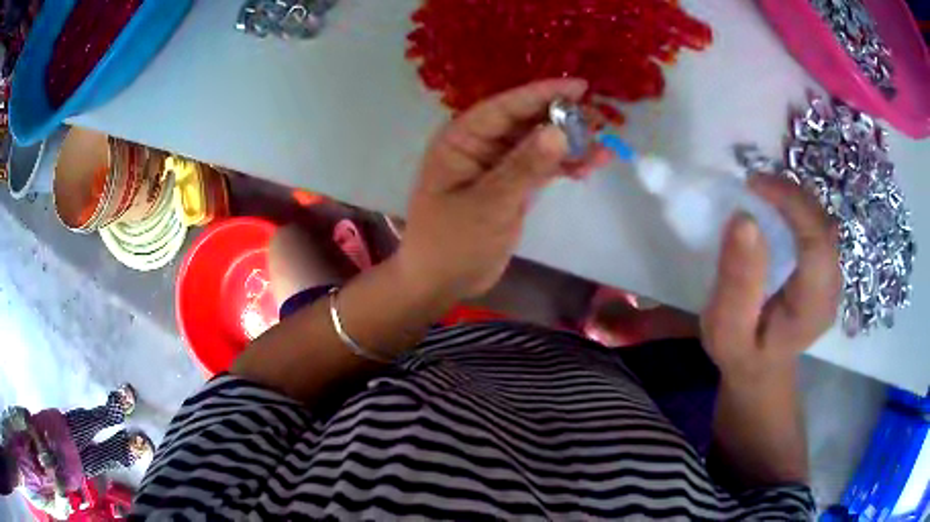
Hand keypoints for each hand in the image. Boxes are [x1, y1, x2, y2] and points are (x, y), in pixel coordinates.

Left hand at [398, 79, 596, 300]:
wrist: (441, 283)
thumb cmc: (452, 242)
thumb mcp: (489, 204)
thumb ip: (524, 167)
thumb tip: (559, 131)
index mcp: (462, 139)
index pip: (505, 107)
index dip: (542, 94)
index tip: (580, 87)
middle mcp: (480, 146)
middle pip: (525, 122)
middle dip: (562, 119)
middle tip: (601, 120)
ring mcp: (497, 166)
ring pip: (538, 145)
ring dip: (569, 145)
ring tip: (604, 147)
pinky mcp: (511, 187)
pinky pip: (541, 168)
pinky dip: (563, 167)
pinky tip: (589, 166)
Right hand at [701, 177, 841, 385]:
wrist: (761, 367)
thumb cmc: (741, 351)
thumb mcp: (727, 329)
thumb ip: (737, 282)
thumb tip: (744, 219)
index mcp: (814, 307)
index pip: (817, 241)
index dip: (791, 204)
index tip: (753, 185)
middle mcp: (832, 286)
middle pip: (823, 224)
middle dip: (791, 195)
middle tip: (754, 185)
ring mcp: (832, 274)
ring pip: (822, 219)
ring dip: (793, 198)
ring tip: (761, 193)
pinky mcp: (825, 265)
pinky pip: (816, 224)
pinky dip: (796, 207)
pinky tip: (775, 208)